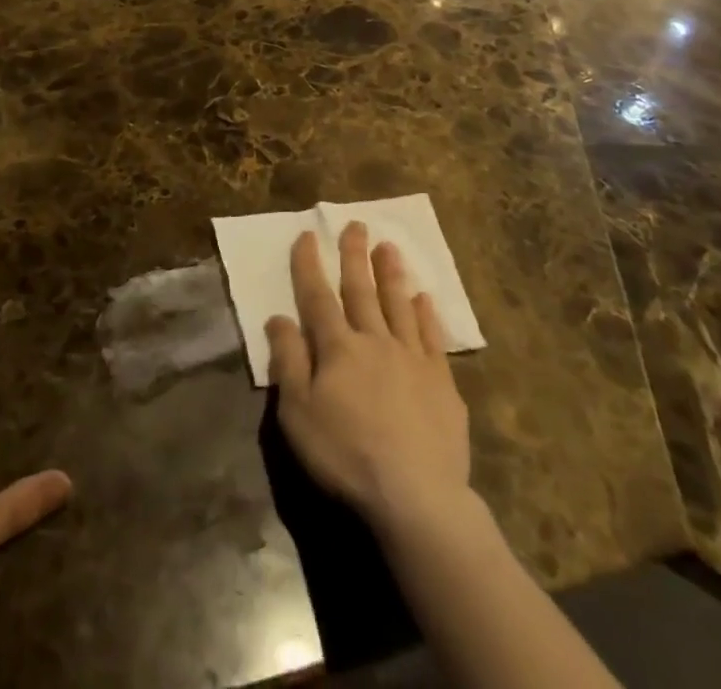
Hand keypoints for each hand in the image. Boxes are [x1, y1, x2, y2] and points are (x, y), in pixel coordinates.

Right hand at [265, 224, 471, 532]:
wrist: (417, 497)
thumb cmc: (346, 455)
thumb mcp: (298, 413)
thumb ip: (289, 361)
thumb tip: (278, 317)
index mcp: (338, 348)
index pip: (318, 297)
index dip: (309, 265)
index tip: (306, 235)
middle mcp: (375, 341)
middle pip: (361, 290)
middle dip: (355, 255)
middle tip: (356, 224)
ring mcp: (412, 359)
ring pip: (399, 305)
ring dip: (391, 274)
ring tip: (389, 246)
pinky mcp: (442, 382)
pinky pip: (433, 337)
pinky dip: (427, 314)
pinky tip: (424, 298)